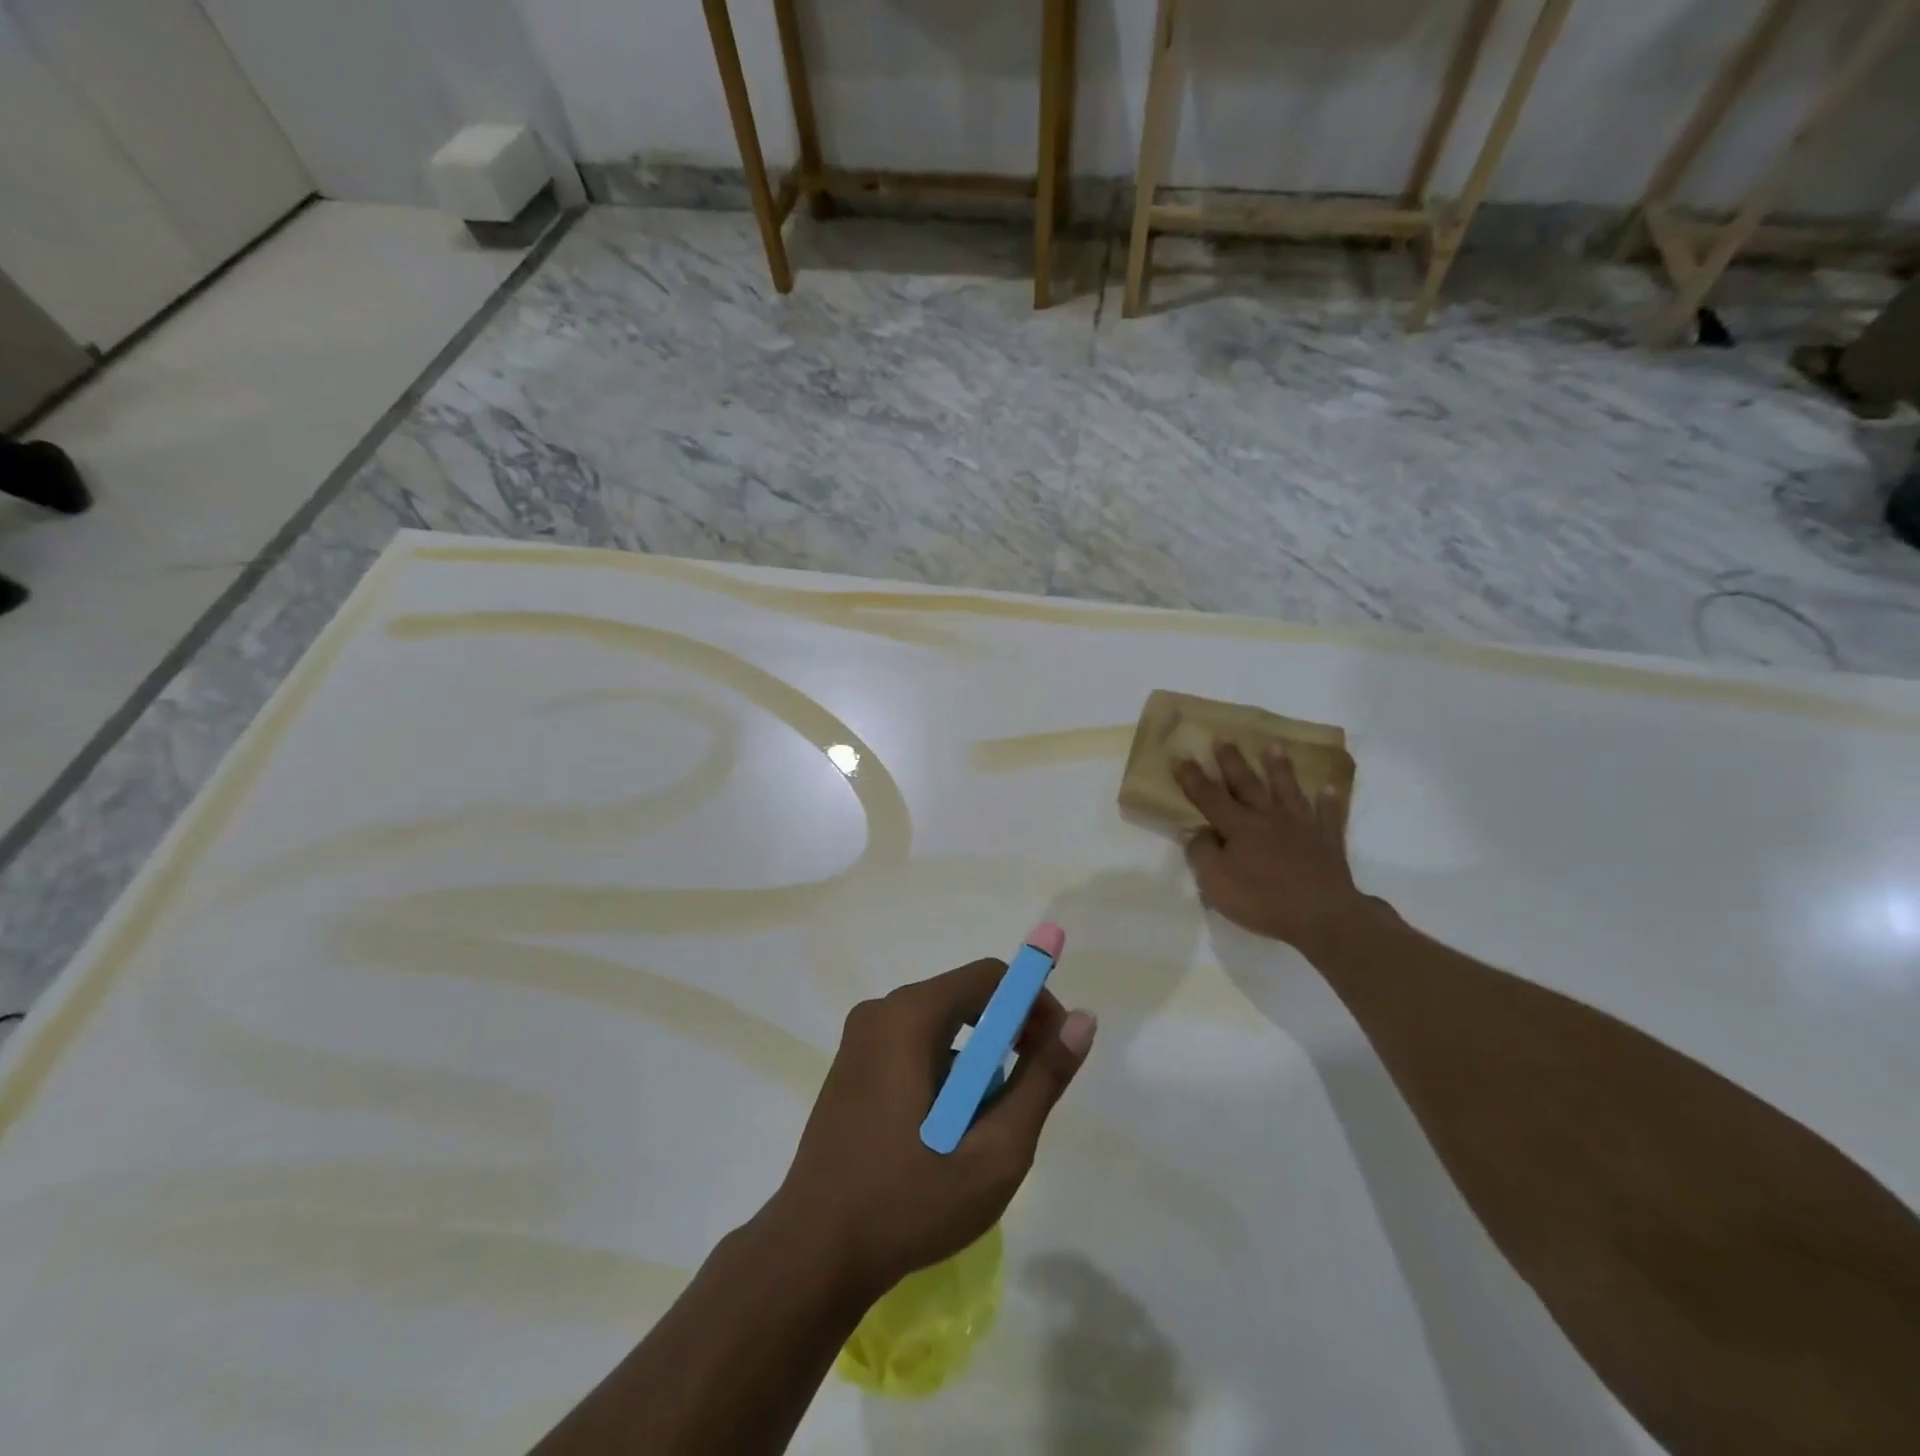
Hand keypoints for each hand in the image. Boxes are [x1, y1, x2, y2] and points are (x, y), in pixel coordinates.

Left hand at [768, 961, 1095, 1301]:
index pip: (991, 977)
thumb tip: (1083, 1021)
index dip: (1034, 1005)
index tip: (1056, 1053)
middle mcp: (882, 1011)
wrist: (812, 1255)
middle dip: (1008, 1038)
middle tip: (1028, 1097)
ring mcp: (861, 1038)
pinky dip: (945, 1073)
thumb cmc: (909, 1202)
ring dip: (977, 1063)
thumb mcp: (995, 1150)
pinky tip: (946, 1132)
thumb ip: (1042, 1080)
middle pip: (965, 998)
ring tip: (985, 1128)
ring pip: (942, 1026)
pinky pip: (914, 1046)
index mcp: (910, 1016)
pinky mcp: (852, 1065)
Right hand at [1174, 741, 1370, 948]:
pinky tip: (1327, 787)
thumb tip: (1198, 832)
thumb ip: (1202, 854)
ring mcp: (1301, 827)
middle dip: (1233, 761)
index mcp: (1239, 827)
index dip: (1192, 778)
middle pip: (1247, 784)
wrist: (1323, 916)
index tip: (1180, 756)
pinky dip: (1328, 801)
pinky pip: (1328, 815)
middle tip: (1224, 738)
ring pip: (1287, 790)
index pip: (1209, 797)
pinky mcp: (1327, 842)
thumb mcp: (1216, 883)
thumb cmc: (1263, 900)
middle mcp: (1269, 818)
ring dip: (1280, 768)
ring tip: (1274, 745)